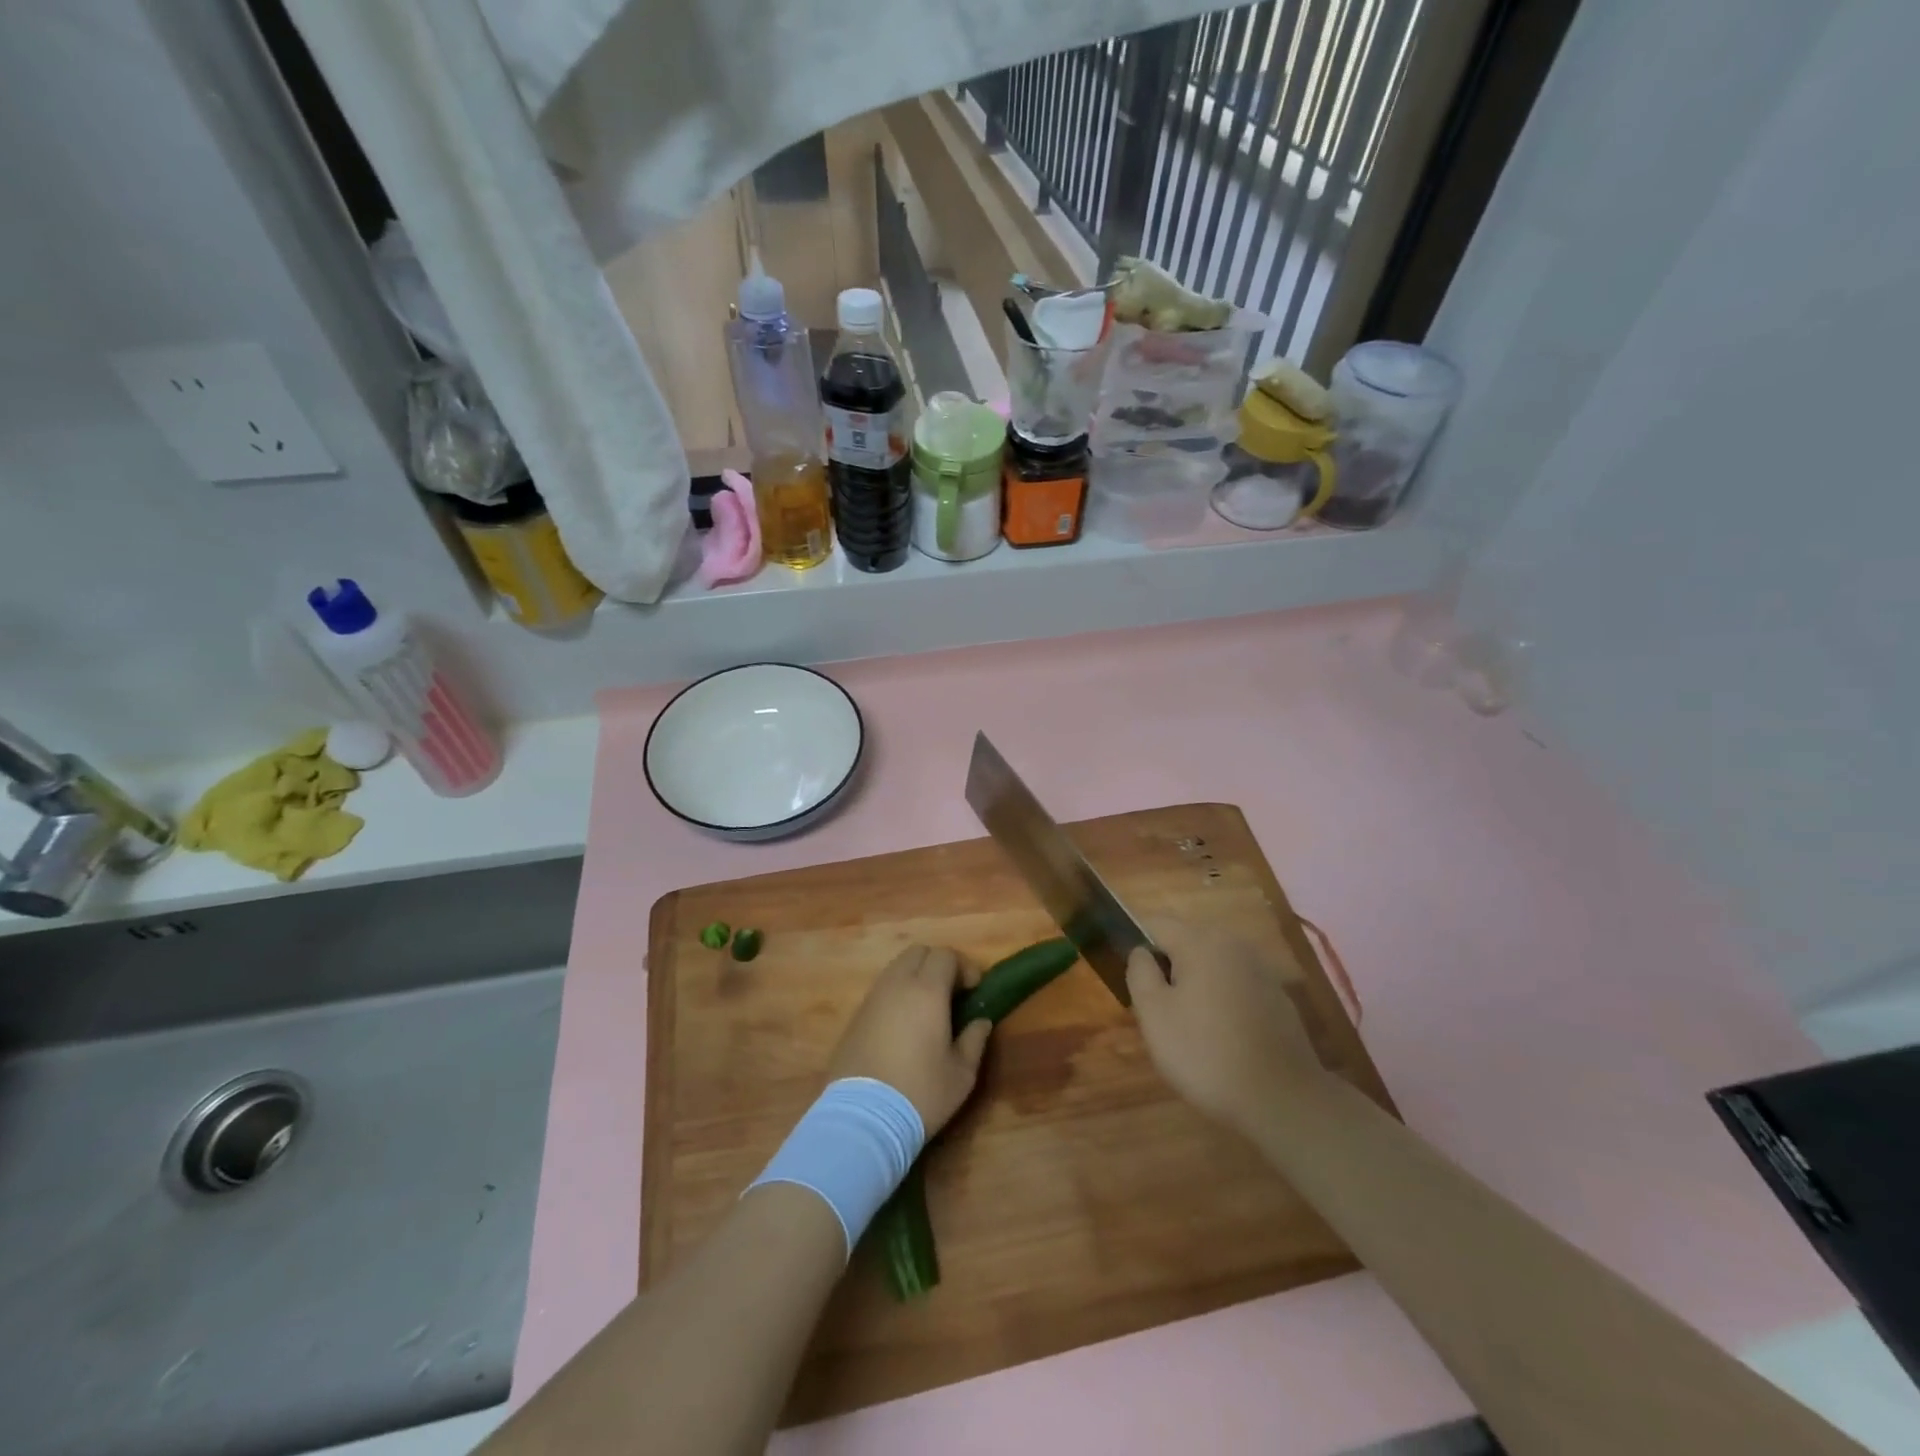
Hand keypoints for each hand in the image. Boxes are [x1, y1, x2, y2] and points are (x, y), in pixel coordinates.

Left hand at [828, 945, 991, 1135]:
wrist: (862, 1119)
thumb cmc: (920, 1093)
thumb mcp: (961, 1074)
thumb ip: (974, 1040)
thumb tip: (981, 1022)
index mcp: (926, 991)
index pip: (945, 955)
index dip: (964, 967)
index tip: (974, 990)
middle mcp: (897, 985)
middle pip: (918, 953)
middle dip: (938, 965)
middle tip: (952, 994)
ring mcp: (872, 999)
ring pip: (896, 968)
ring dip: (915, 978)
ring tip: (928, 1009)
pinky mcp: (856, 1016)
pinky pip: (881, 990)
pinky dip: (897, 994)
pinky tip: (904, 1025)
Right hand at [1126, 919, 1327, 1134]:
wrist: (1283, 1100)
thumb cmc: (1206, 1053)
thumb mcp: (1154, 1014)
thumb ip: (1140, 972)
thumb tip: (1141, 952)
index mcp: (1199, 941)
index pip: (1155, 923)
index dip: (1136, 944)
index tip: (1132, 980)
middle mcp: (1232, 944)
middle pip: (1185, 941)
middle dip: (1167, 967)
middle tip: (1157, 1010)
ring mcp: (1259, 969)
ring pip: (1211, 964)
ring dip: (1194, 984)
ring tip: (1188, 1027)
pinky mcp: (1277, 996)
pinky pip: (1235, 985)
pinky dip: (1221, 1000)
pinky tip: (1221, 1037)